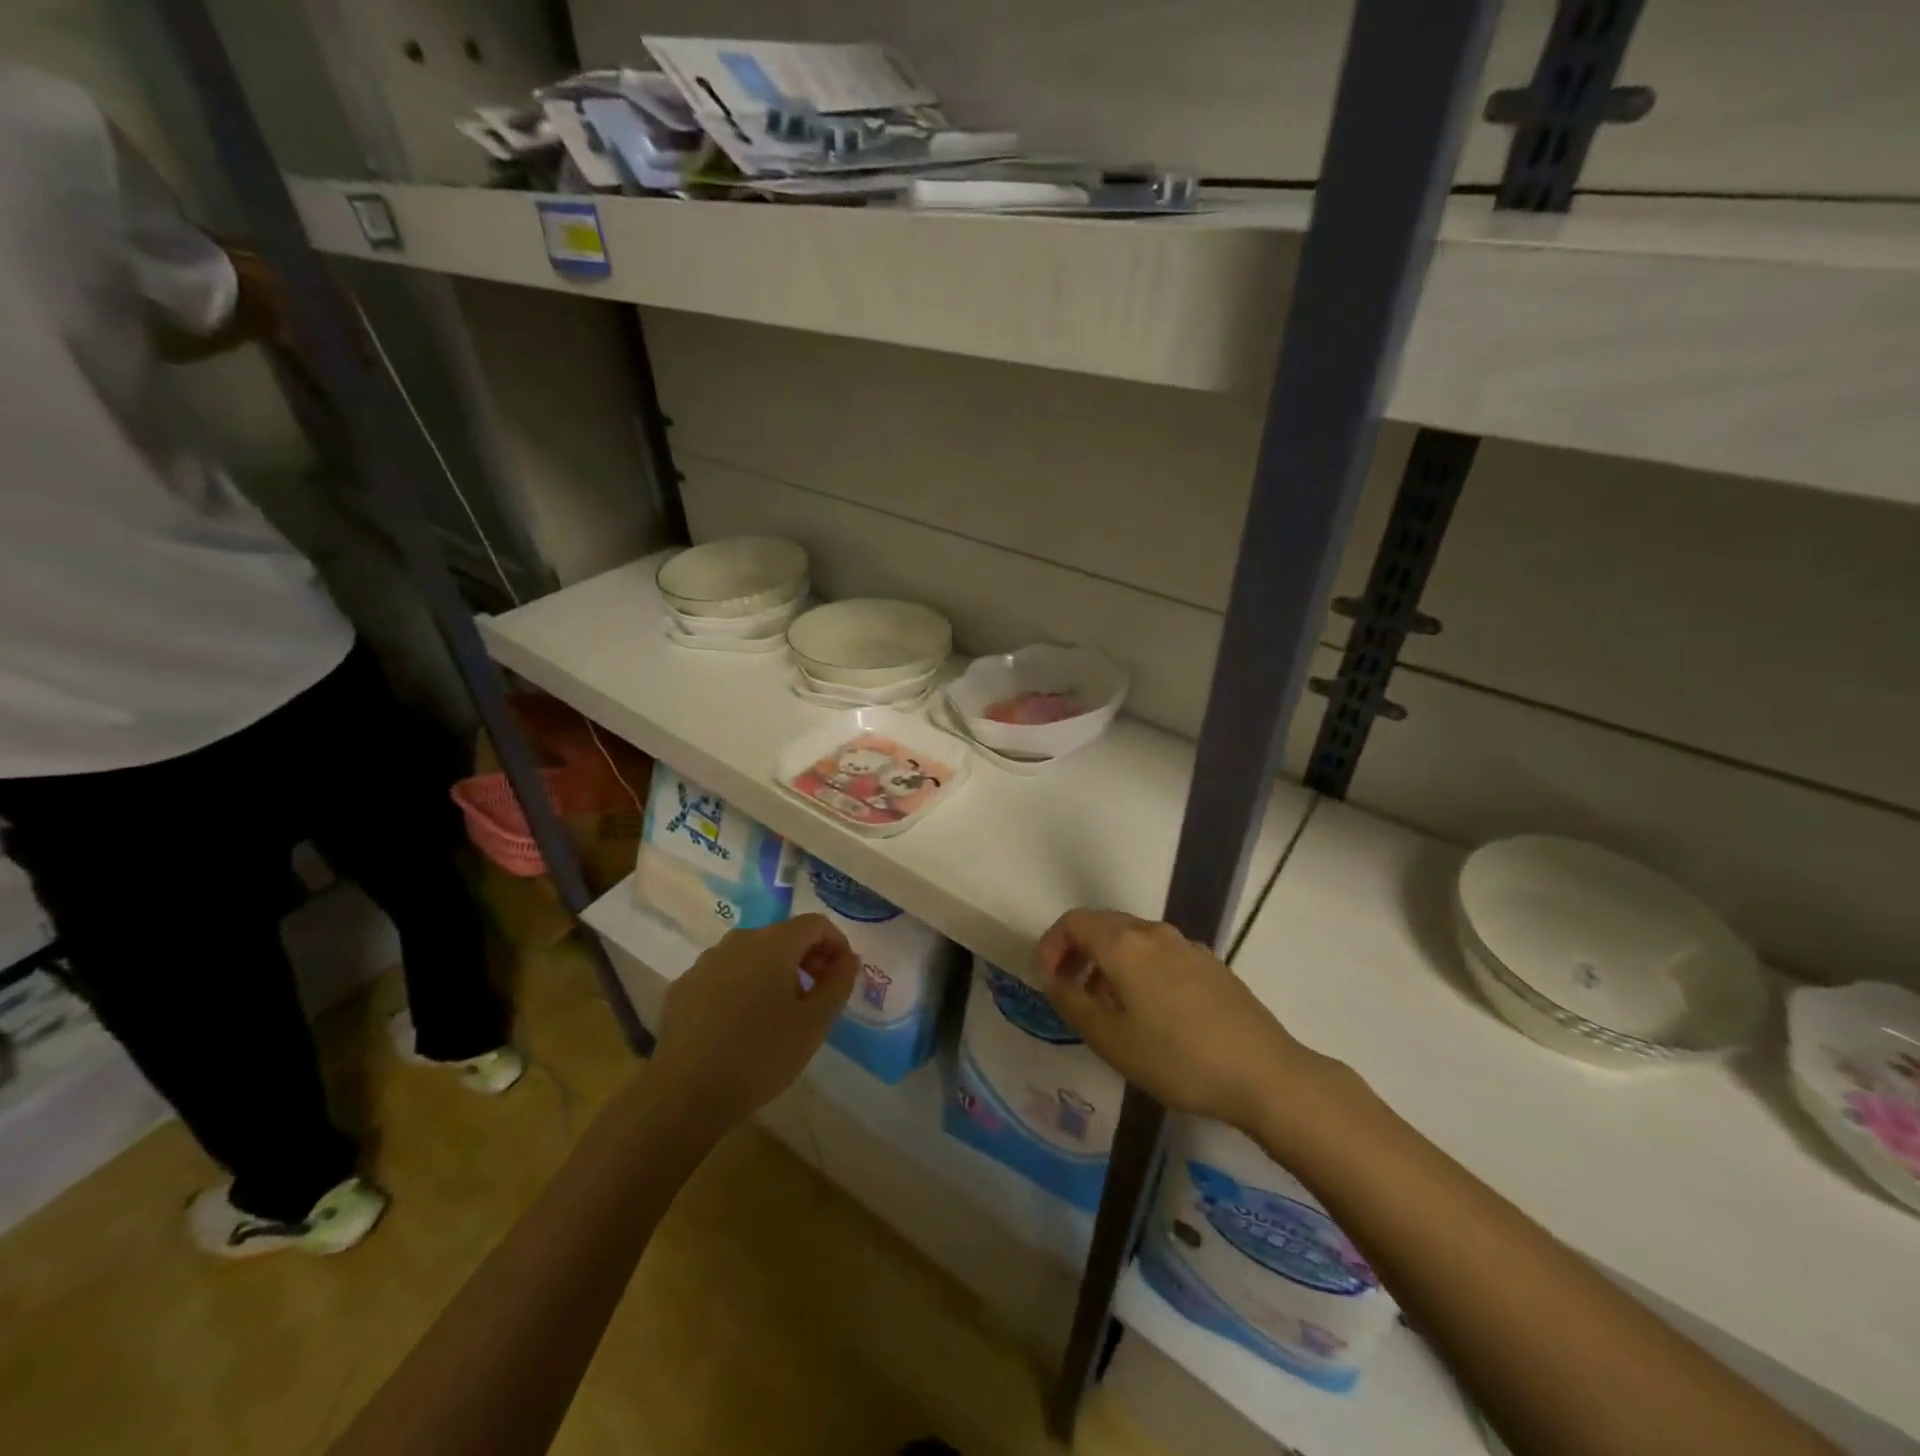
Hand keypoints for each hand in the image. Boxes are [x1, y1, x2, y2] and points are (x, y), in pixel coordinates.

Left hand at [650, 916, 858, 1133]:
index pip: (815, 924)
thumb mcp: (814, 1023)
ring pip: (751, 956)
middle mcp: (738, 941)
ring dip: (772, 973)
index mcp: (773, 943)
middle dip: (806, 959)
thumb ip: (838, 983)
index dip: (836, 944)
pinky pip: (723, 975)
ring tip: (778, 1014)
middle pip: (782, 936)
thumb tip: (848, 959)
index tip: (841, 977)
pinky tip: (740, 1025)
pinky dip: (741, 987)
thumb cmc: (760, 1055)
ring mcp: (705, 962)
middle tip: (816, 997)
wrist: (685, 1094)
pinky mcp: (683, 986)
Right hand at [1037, 909, 1318, 1131]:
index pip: (1074, 922)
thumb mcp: (1110, 1039)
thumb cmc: (1177, 1058)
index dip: (1051, 945)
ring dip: (1108, 963)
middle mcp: (1153, 932)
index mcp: (1124, 944)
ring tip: (1107, 1008)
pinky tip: (1149, 1012)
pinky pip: (1159, 954)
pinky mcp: (1210, 963)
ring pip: (1132, 940)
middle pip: (1103, 925)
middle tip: (1070, 992)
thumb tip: (1052, 978)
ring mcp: (1186, 945)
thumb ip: (1072, 1003)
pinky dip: (1138, 969)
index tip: (1047, 980)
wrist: (1264, 1074)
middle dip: (1078, 952)